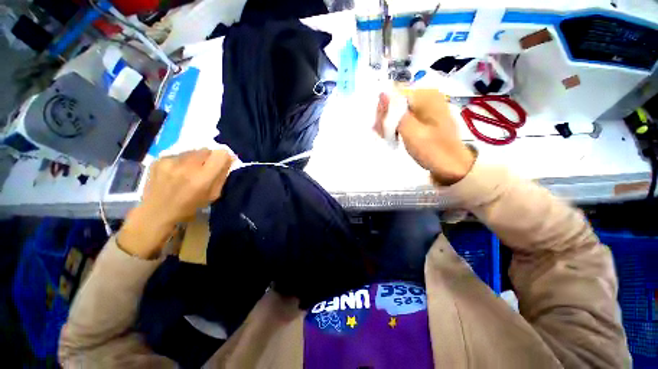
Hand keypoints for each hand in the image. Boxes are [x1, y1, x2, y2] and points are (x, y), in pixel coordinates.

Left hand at [117, 149, 233, 258]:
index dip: (223, 157)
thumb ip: (221, 176)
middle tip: (204, 169)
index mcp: (202, 178)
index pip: (220, 154)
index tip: (222, 163)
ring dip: (195, 159)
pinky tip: (175, 172)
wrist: (155, 213)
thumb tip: (229, 159)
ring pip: (192, 151)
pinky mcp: (159, 160)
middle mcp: (187, 166)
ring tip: (188, 171)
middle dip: (209, 158)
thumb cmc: (189, 207)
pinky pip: (178, 154)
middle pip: (207, 150)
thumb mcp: (213, 195)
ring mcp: (170, 161)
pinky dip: (181, 161)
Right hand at [375, 89, 474, 184]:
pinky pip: (407, 118)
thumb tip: (381, 94)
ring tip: (388, 138)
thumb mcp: (410, 131)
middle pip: (397, 103)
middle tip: (382, 135)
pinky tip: (394, 136)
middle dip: (387, 118)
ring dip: (391, 124)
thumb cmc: (432, 150)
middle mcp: (428, 97)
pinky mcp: (427, 119)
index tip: (378, 128)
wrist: (453, 166)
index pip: (394, 95)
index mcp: (426, 96)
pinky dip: (399, 127)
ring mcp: (428, 109)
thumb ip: (394, 113)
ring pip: (400, 111)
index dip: (383, 111)